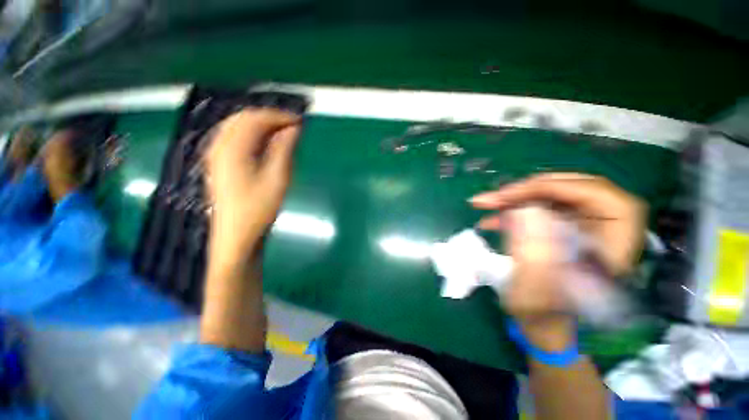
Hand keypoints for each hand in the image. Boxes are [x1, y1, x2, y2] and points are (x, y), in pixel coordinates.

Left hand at [205, 109, 301, 262]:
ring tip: (283, 133)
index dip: (279, 116)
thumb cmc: (259, 209)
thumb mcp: (277, 178)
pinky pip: (233, 137)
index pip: (255, 119)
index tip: (300, 121)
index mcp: (232, 148)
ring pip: (237, 126)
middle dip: (269, 118)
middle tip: (293, 126)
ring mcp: (215, 154)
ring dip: (260, 125)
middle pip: (243, 118)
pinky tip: (265, 143)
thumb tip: (294, 128)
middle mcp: (218, 145)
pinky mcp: (217, 163)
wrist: (236, 235)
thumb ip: (284, 149)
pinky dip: (251, 134)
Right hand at [471, 173, 645, 349]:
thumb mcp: (535, 293)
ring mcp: (582, 226)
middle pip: (572, 189)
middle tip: (493, 198)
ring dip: (514, 198)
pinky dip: (512, 209)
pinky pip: (538, 207)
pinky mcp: (562, 226)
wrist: (544, 323)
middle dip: (527, 190)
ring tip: (484, 205)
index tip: (509, 195)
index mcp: (613, 248)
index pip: (597, 196)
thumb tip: (523, 211)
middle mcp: (604, 230)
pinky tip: (490, 219)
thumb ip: (533, 253)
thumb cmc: (544, 316)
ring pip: (551, 195)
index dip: (552, 188)